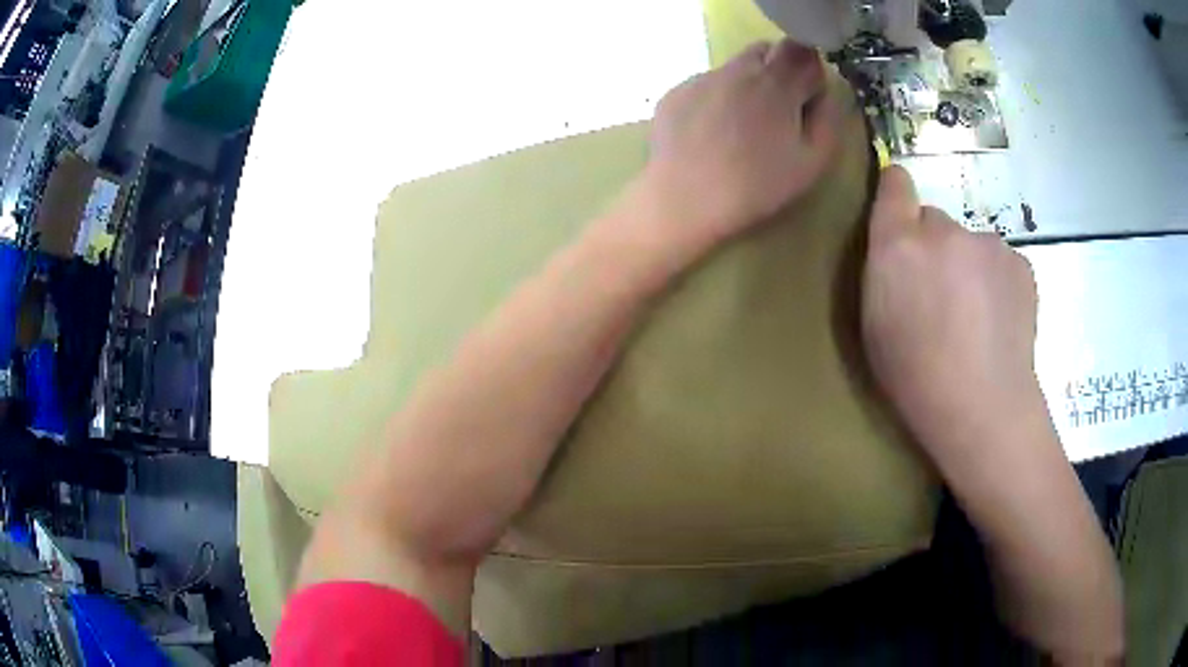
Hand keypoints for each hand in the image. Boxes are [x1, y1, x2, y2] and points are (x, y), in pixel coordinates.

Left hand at [643, 39, 841, 252]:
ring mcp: (703, 77)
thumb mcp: (813, 162)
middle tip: (778, 110)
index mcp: (777, 83)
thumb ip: (827, 119)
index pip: (802, 51)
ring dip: (746, 84)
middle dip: (779, 71)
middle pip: (767, 50)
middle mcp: (738, 69)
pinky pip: (706, 84)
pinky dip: (716, 99)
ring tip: (741, 126)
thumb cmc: (756, 186)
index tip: (807, 97)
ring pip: (735, 66)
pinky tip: (710, 134)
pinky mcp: (676, 92)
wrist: (684, 199)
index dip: (809, 72)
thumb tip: (823, 94)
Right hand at [861, 166, 1046, 470]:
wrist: (982, 408)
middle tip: (943, 297)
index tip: (898, 204)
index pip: (896, 185)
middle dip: (935, 248)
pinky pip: (1001, 263)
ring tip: (977, 320)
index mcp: (899, 245)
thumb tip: (903, 244)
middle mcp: (944, 231)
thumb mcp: (875, 325)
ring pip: (972, 245)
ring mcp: (988, 244)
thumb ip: (885, 271)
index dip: (896, 190)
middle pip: (936, 222)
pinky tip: (999, 323)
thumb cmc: (916, 378)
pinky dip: (998, 284)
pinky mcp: (1020, 263)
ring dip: (970, 268)